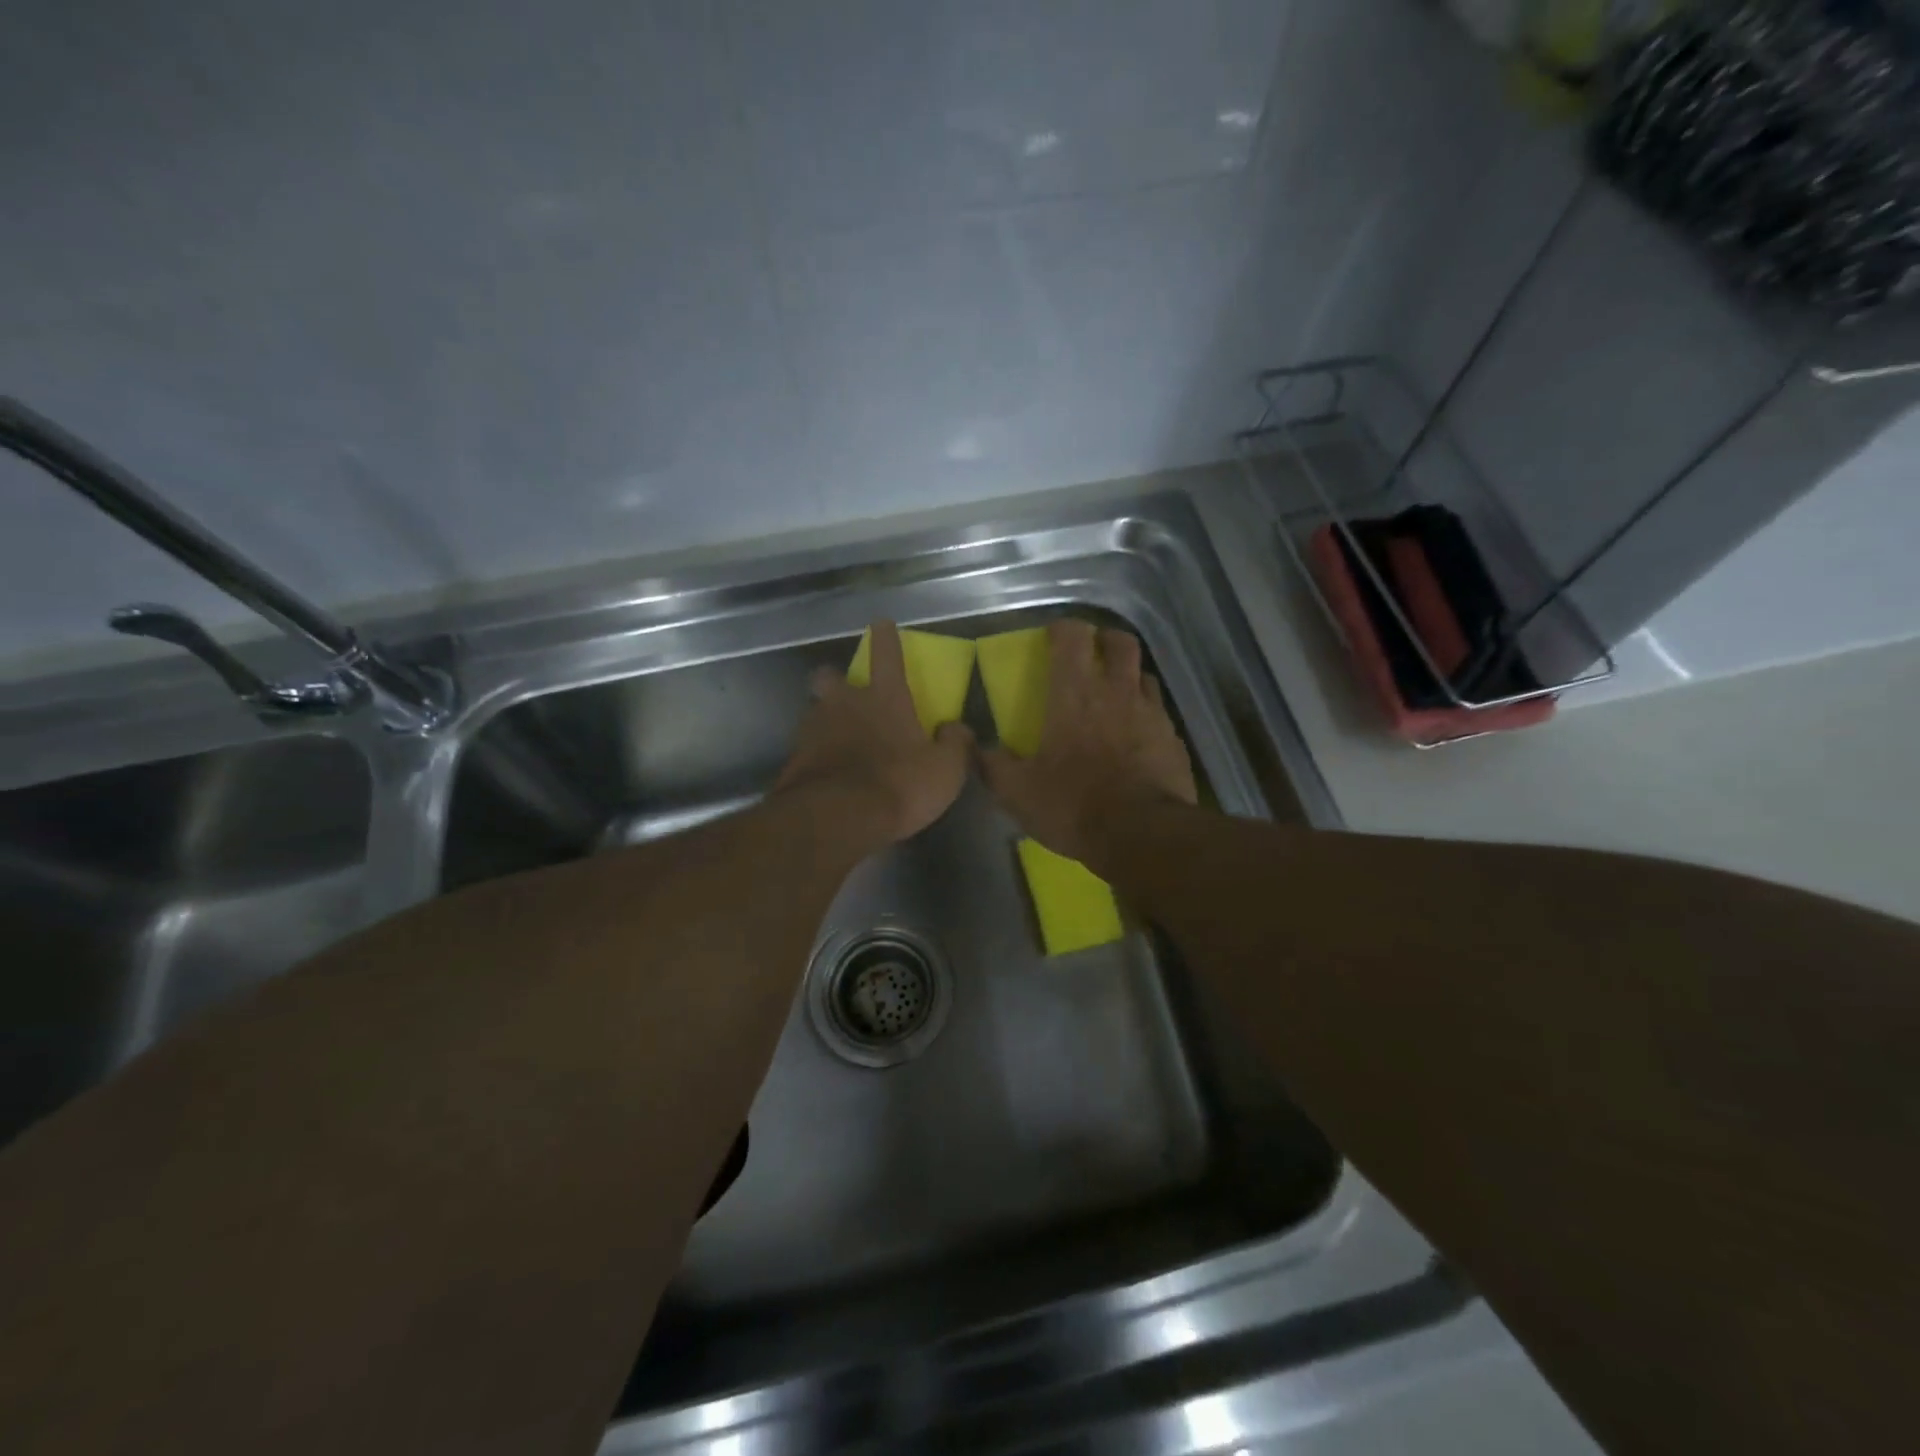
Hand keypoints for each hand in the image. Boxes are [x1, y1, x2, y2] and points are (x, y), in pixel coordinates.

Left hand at [776, 620, 973, 845]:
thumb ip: (955, 744)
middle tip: (847, 696)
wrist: (836, 819)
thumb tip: (956, 728)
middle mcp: (844, 705)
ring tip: (840, 744)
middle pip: (829, 677)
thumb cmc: (898, 785)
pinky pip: (807, 749)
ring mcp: (813, 731)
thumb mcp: (945, 770)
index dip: (885, 637)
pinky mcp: (794, 760)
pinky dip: (818, 756)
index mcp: (884, 698)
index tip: (882, 624)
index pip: (886, 654)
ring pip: (815, 713)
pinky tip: (828, 774)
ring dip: (826, 721)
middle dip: (835, 679)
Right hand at [979, 619, 1196, 866]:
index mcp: (1074, 694)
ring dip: (1129, 676)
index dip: (1062, 629)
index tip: (1052, 638)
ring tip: (1116, 695)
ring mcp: (1151, 713)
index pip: (1072, 636)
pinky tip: (1138, 737)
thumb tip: (976, 748)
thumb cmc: (1074, 805)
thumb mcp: (1017, 792)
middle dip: (1105, 640)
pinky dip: (1147, 715)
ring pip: (1144, 675)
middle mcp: (1117, 691)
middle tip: (1091, 655)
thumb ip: (993, 765)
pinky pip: (1160, 713)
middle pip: (1120, 642)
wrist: (1142, 835)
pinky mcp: (1173, 739)